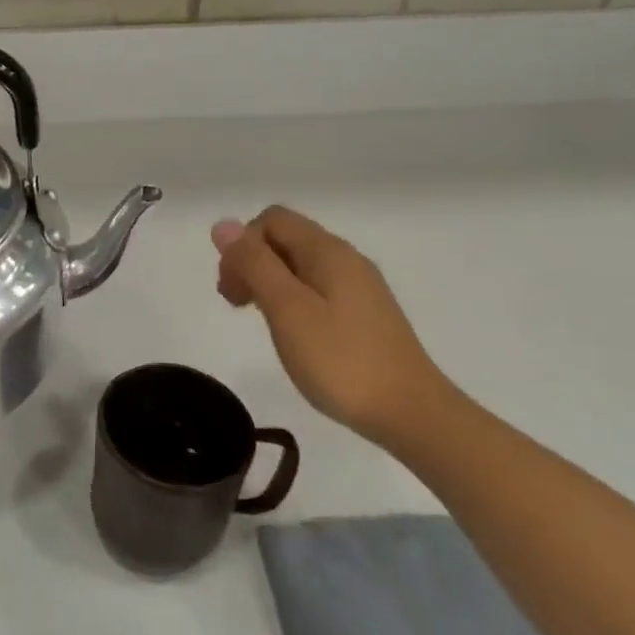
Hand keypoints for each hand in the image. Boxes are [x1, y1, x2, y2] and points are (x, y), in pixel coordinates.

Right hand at [211, 207, 457, 442]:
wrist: (411, 414)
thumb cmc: (341, 360)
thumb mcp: (288, 309)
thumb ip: (255, 264)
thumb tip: (223, 224)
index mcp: (327, 251)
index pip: (271, 220)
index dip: (242, 245)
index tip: (232, 288)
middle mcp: (345, 259)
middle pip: (284, 239)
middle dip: (250, 262)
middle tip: (236, 305)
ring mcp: (358, 287)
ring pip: (298, 265)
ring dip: (267, 282)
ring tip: (258, 319)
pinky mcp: (363, 313)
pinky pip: (315, 288)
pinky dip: (290, 299)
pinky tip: (289, 331)